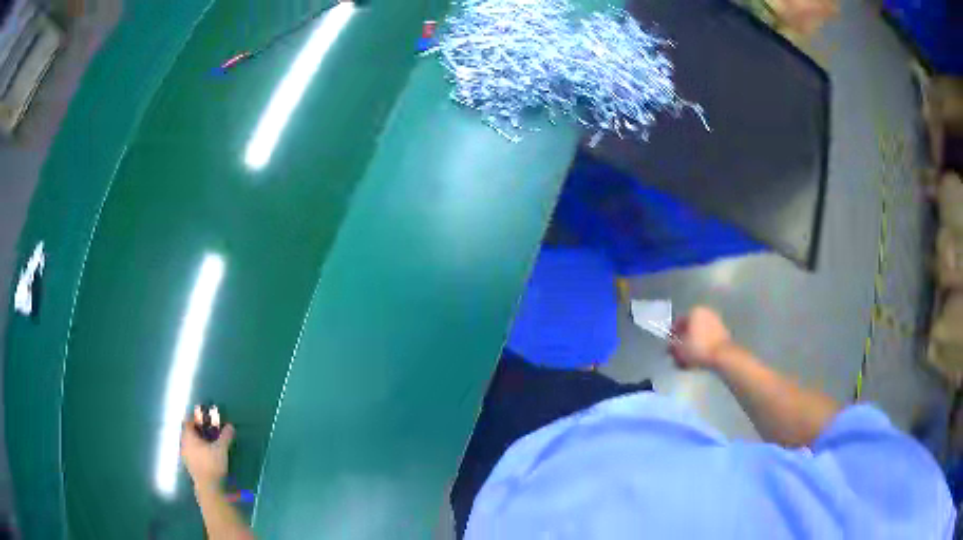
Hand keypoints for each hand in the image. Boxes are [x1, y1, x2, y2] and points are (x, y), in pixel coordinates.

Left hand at [181, 411, 234, 492]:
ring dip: (196, 440)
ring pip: (189, 442)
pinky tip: (205, 453)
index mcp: (188, 436)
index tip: (203, 416)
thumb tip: (230, 426)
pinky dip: (196, 449)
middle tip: (207, 428)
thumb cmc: (212, 464)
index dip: (195, 417)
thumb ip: (225, 436)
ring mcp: (185, 455)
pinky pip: (190, 451)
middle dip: (196, 429)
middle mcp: (183, 444)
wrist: (208, 487)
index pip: (188, 421)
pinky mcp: (189, 465)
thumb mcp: (221, 449)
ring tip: (207, 441)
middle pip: (187, 432)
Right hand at [669, 306, 732, 370]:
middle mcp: (706, 312)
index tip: (671, 345)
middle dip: (684, 338)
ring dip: (694, 342)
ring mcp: (716, 321)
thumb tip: (671, 344)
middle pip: (690, 326)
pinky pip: (708, 338)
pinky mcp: (723, 331)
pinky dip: (703, 345)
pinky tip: (699, 356)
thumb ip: (672, 345)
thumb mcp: (679, 349)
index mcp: (694, 311)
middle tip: (679, 351)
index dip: (673, 334)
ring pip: (700, 332)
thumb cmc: (698, 348)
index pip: (678, 321)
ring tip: (689, 356)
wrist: (722, 355)